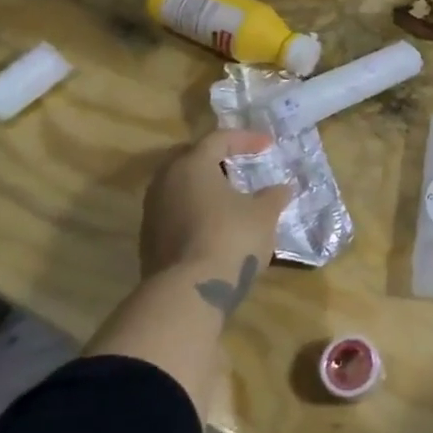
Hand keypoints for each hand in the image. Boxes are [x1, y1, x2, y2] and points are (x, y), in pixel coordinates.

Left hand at [139, 129, 291, 278]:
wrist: (188, 292)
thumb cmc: (230, 238)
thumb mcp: (264, 214)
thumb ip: (274, 196)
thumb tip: (282, 188)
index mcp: (192, 165)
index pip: (218, 139)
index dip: (245, 139)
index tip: (268, 145)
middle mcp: (165, 182)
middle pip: (190, 158)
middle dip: (215, 159)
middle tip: (238, 165)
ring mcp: (152, 212)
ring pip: (179, 187)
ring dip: (204, 187)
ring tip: (229, 197)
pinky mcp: (149, 241)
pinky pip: (175, 212)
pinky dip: (195, 211)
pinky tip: (215, 225)